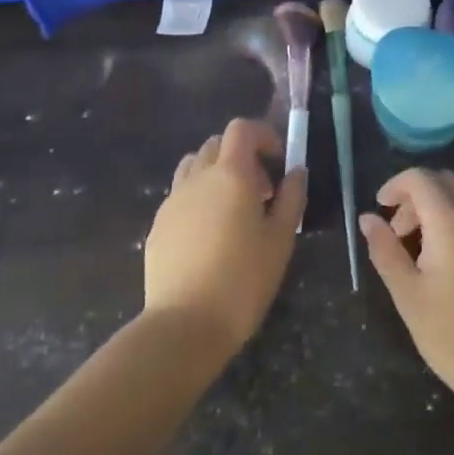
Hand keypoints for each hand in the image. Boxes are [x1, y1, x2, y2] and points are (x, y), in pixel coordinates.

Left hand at [144, 119, 306, 357]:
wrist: (184, 325)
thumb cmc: (243, 280)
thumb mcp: (280, 240)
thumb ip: (292, 198)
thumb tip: (296, 172)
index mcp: (230, 174)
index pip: (242, 129)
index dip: (263, 135)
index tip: (278, 162)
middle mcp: (198, 177)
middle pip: (217, 144)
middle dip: (241, 156)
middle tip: (260, 191)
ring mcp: (172, 200)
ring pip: (194, 166)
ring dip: (215, 174)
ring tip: (232, 209)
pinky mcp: (157, 225)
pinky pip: (179, 196)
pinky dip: (197, 199)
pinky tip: (208, 236)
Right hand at [359, 168, 453, 417]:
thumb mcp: (409, 296)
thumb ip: (386, 250)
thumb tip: (368, 218)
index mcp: (452, 221)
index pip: (421, 178)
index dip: (396, 185)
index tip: (381, 208)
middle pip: (447, 183)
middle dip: (418, 198)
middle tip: (400, 233)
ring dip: (442, 215)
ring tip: (426, 257)